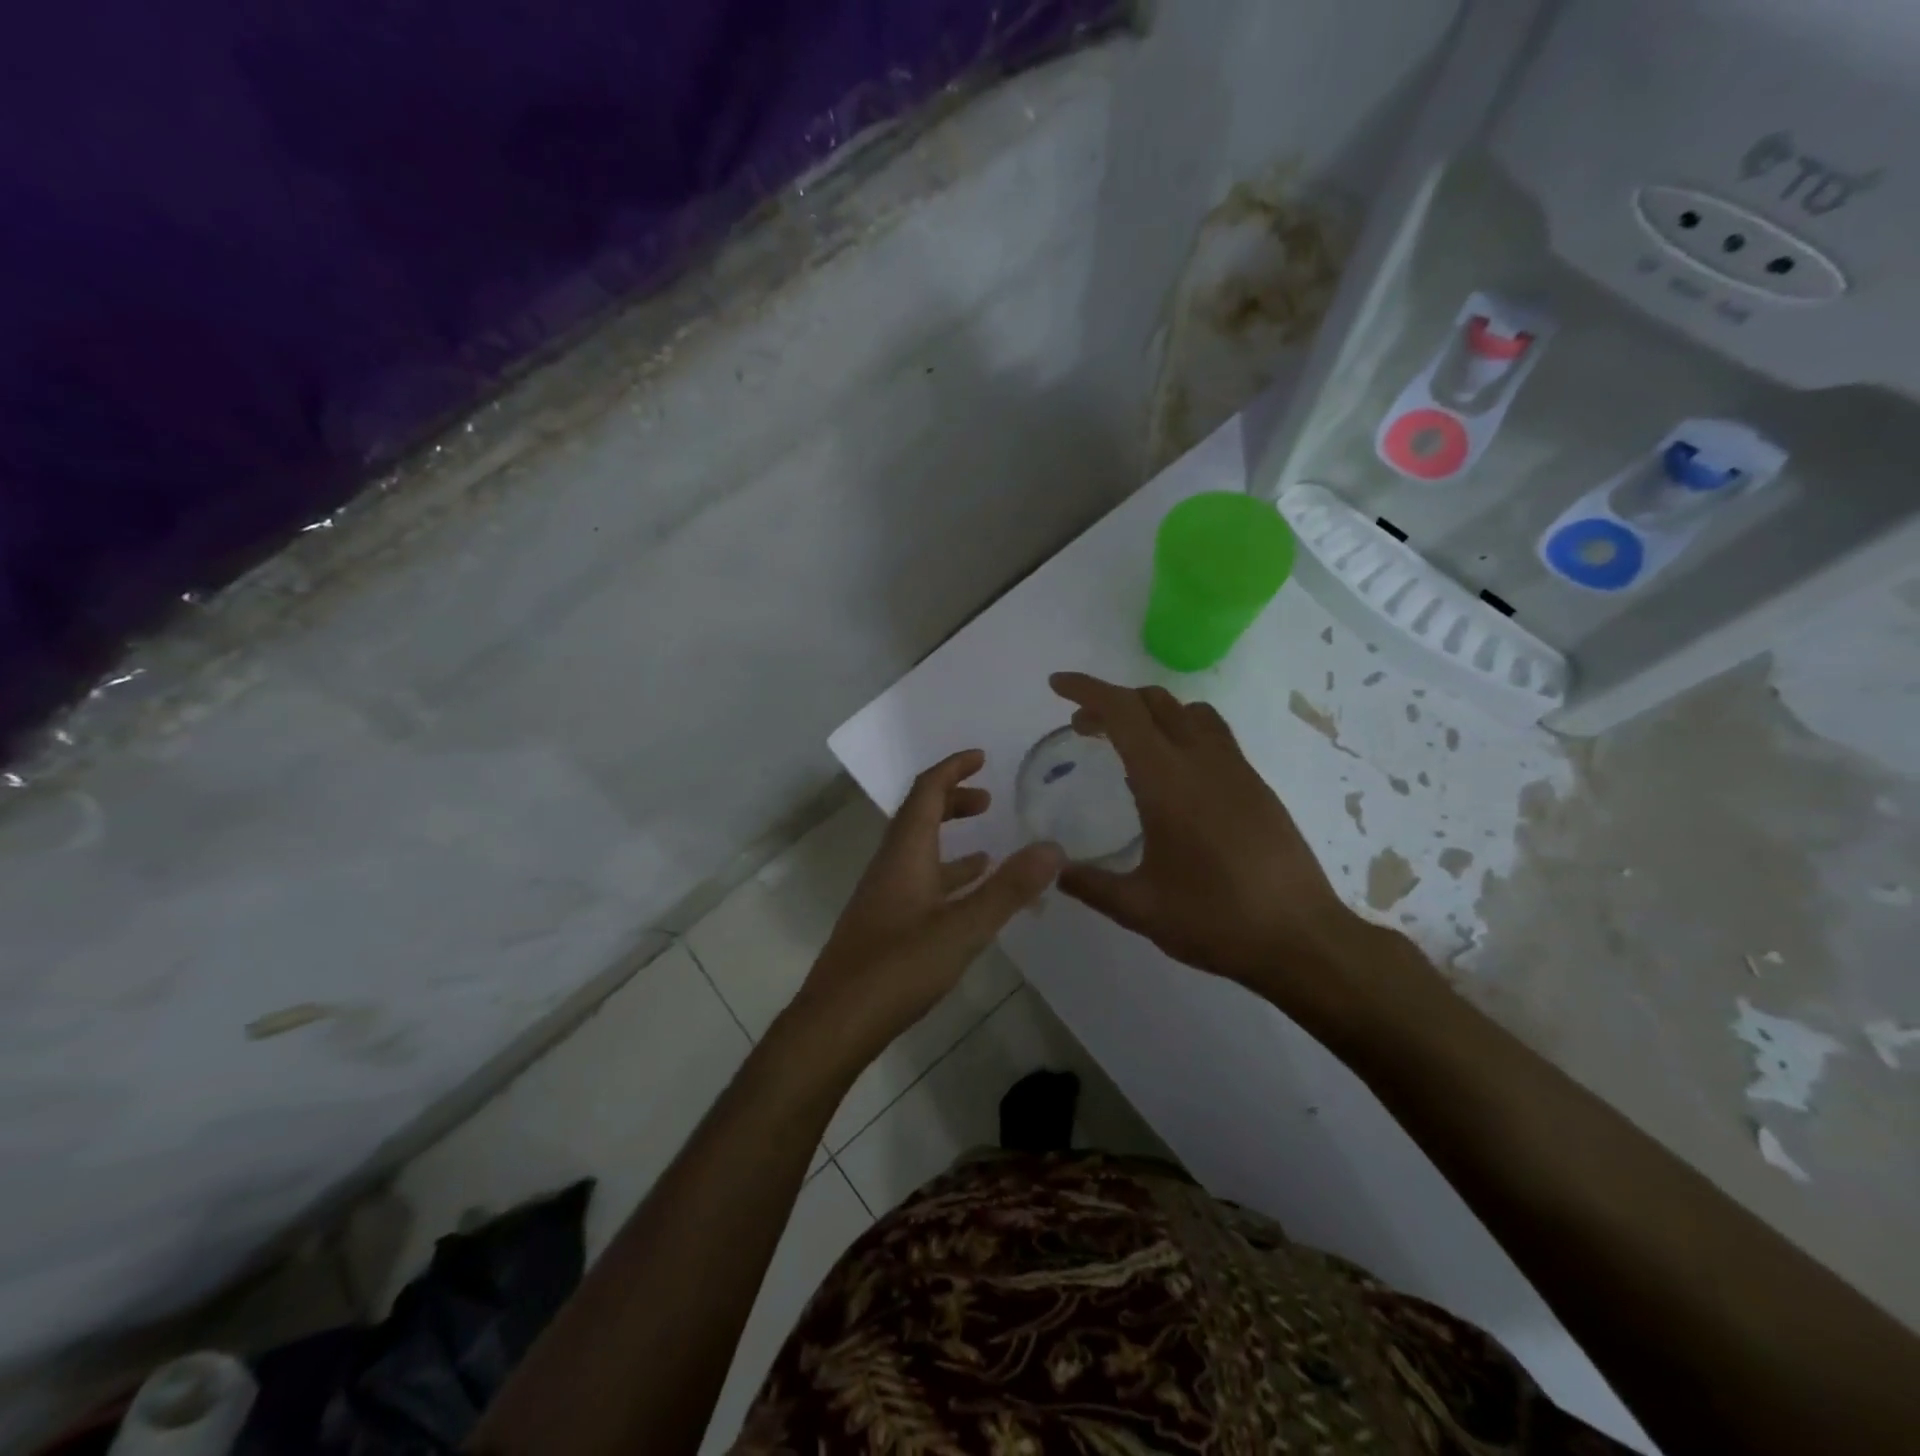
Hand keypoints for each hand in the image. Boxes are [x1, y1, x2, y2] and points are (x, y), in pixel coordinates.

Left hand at [789, 750, 1063, 1064]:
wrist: (837, 1021)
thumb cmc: (898, 967)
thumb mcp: (963, 928)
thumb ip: (1009, 889)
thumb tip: (1052, 847)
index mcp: (905, 853)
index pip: (926, 792)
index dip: (952, 769)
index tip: (980, 756)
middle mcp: (891, 865)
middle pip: (919, 816)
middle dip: (953, 800)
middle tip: (988, 800)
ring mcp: (885, 896)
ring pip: (920, 852)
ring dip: (951, 840)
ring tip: (989, 848)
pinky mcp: (885, 924)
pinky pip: (920, 883)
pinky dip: (947, 876)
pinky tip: (967, 898)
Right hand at [1049, 673, 1412, 1022]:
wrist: (1301, 938)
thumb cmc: (1215, 920)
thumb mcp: (1139, 908)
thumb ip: (1090, 884)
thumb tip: (1054, 869)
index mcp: (1168, 781)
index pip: (1122, 711)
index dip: (1086, 690)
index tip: (1056, 685)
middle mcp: (1203, 761)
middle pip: (1154, 701)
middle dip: (1112, 702)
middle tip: (1083, 728)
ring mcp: (1236, 770)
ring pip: (1189, 711)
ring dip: (1151, 712)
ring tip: (1128, 744)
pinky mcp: (1256, 785)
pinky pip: (1212, 735)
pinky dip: (1180, 732)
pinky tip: (1171, 778)